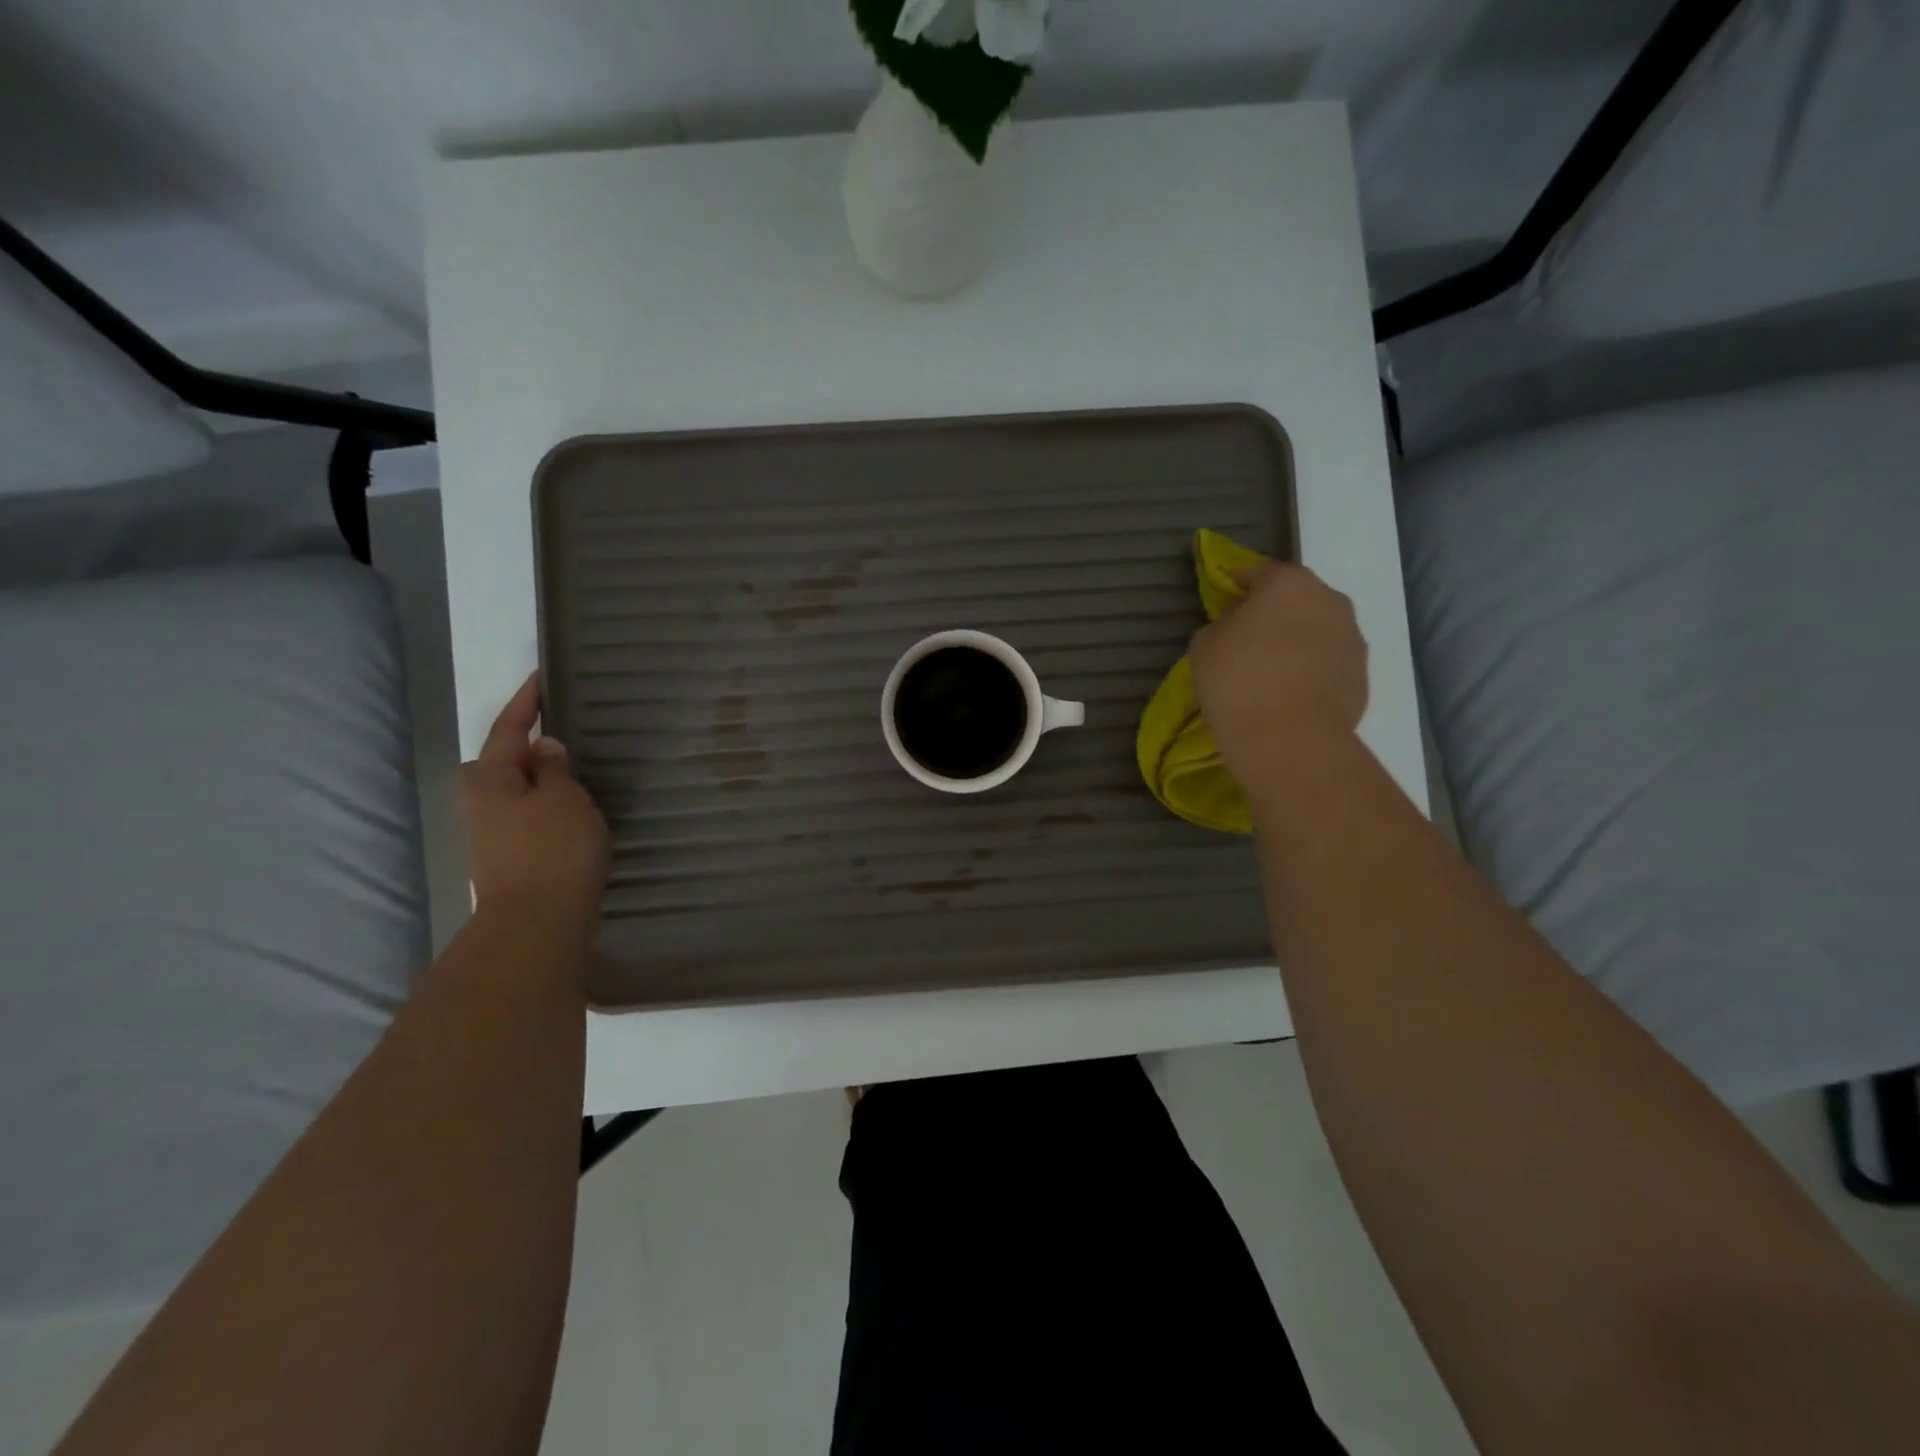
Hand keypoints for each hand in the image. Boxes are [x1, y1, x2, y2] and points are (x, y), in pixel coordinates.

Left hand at [461, 673, 609, 941]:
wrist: (537, 925)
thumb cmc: (552, 850)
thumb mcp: (563, 798)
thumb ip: (554, 768)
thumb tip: (543, 747)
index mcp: (489, 778)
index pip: (508, 728)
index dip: (526, 701)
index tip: (542, 676)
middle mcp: (482, 802)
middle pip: (505, 761)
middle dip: (530, 746)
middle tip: (567, 732)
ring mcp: (494, 833)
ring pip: (520, 791)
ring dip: (544, 779)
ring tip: (581, 769)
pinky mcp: (512, 857)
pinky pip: (532, 815)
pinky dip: (552, 805)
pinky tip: (579, 810)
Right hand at [1189, 563, 1368, 793]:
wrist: (1288, 740)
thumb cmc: (1237, 681)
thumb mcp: (1204, 646)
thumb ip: (1221, 626)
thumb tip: (1237, 629)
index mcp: (1289, 583)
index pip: (1258, 572)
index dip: (1237, 585)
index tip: (1223, 600)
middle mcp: (1330, 601)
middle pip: (1295, 599)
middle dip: (1273, 613)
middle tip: (1247, 638)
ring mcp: (1353, 639)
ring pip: (1316, 631)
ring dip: (1296, 642)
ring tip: (1270, 671)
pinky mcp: (1362, 677)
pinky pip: (1328, 665)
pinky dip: (1311, 672)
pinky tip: (1289, 696)